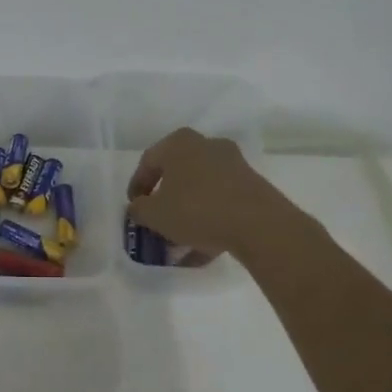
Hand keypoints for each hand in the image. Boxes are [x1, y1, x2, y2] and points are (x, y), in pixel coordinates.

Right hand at [127, 128, 294, 259]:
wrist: (257, 224)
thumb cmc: (195, 209)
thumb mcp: (154, 214)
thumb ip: (138, 210)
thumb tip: (138, 208)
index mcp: (179, 143)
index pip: (149, 162)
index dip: (137, 186)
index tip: (134, 208)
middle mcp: (207, 145)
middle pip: (177, 175)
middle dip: (165, 201)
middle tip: (156, 222)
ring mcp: (233, 164)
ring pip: (200, 190)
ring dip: (187, 215)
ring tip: (178, 243)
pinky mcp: (252, 185)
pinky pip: (221, 202)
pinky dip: (209, 221)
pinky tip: (202, 248)